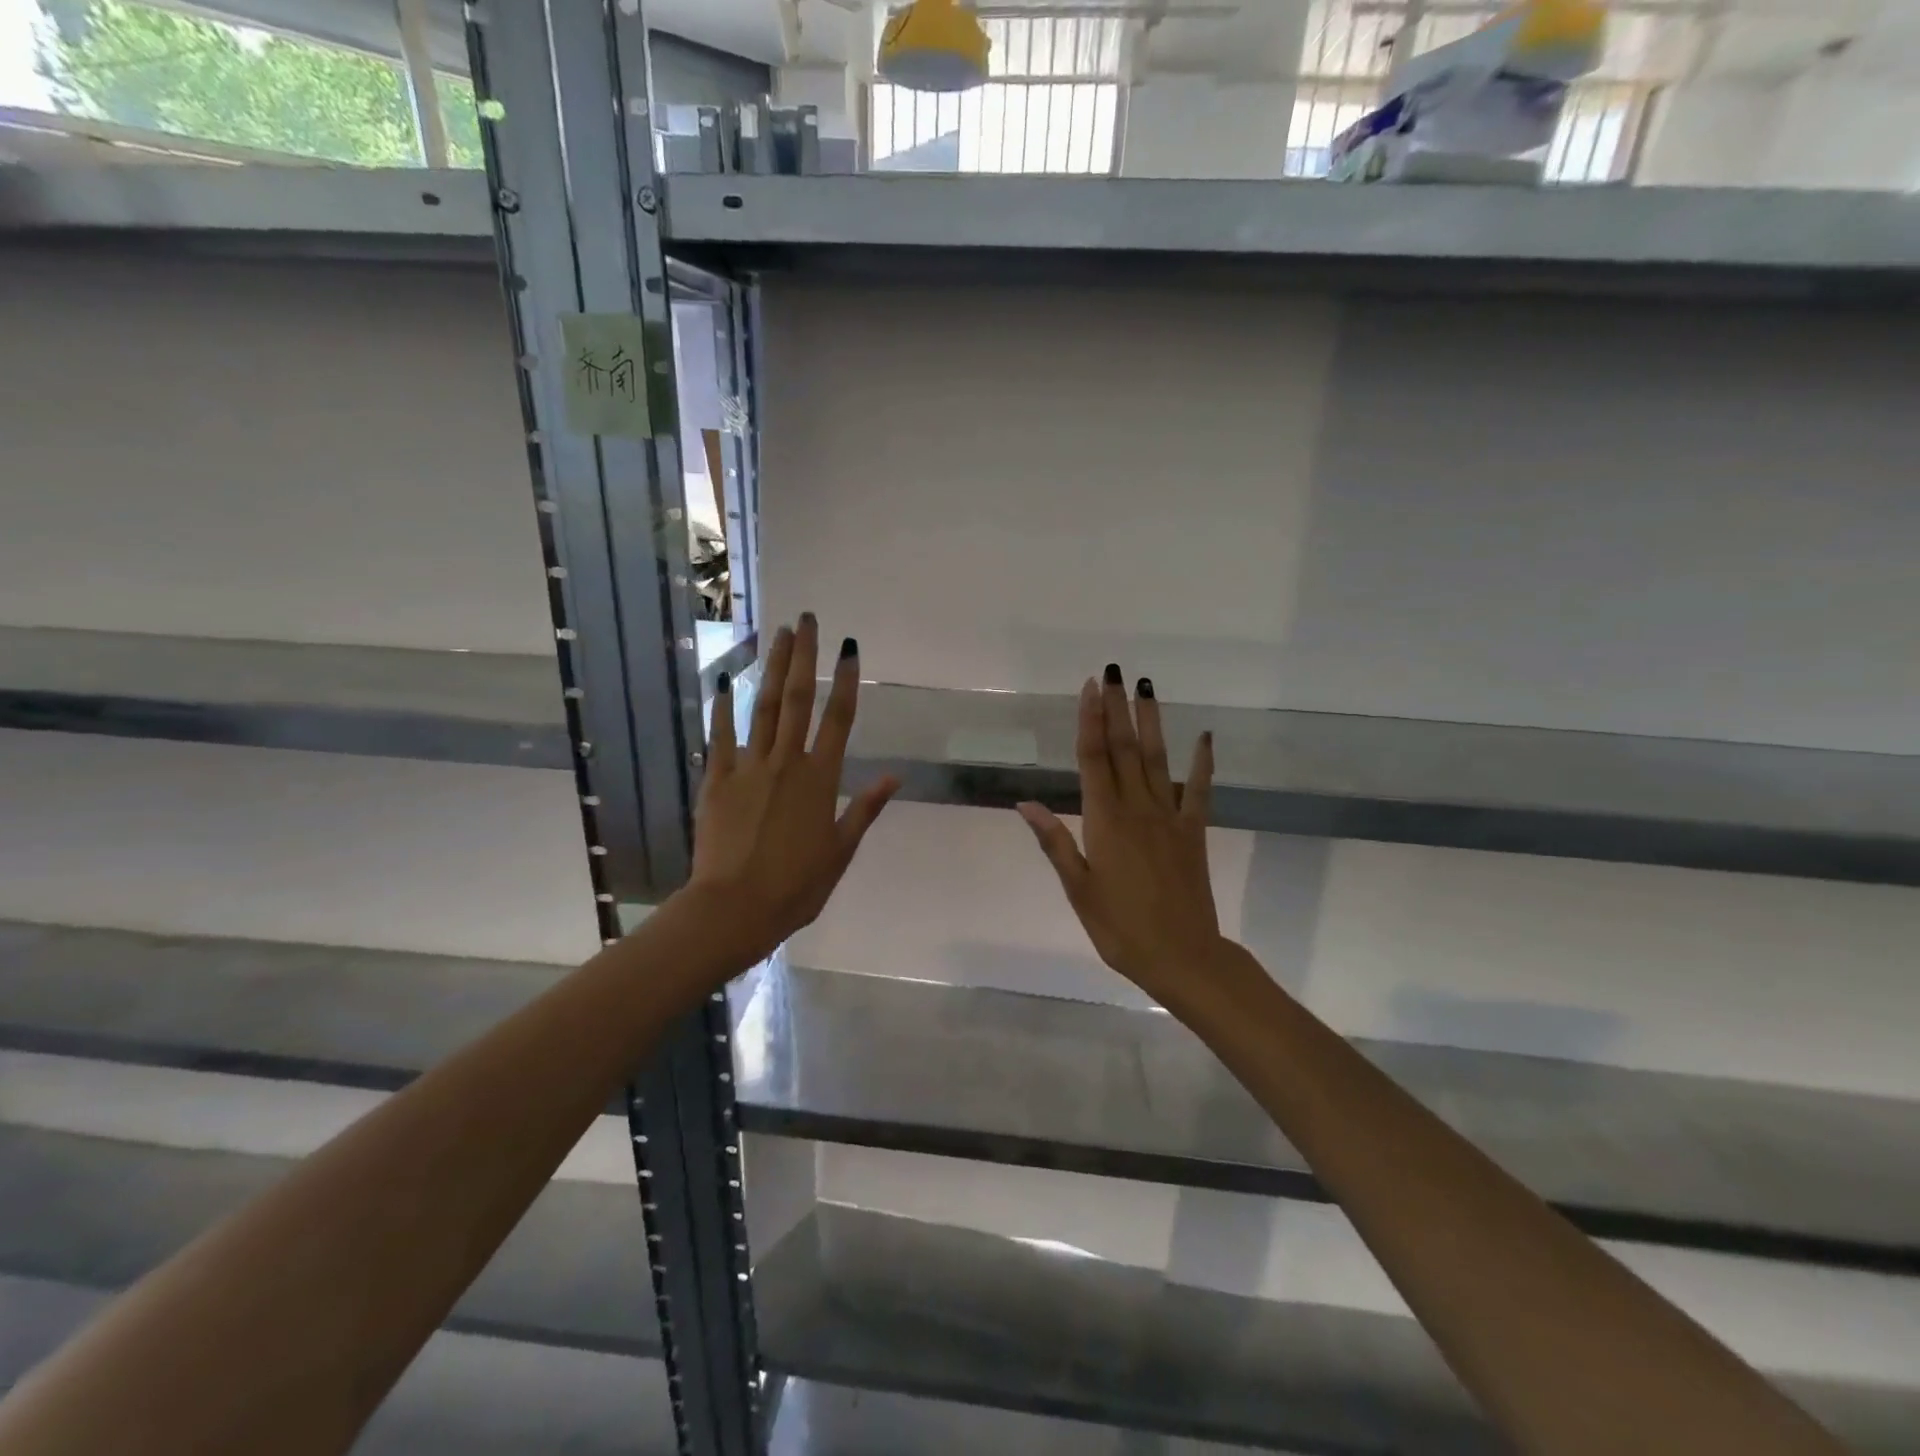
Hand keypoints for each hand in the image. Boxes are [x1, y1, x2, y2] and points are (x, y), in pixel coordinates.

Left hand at [685, 614, 897, 967]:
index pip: (839, 719)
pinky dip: (722, 708)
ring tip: (777, 634)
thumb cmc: (796, 886)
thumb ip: (864, 809)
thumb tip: (895, 776)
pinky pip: (721, 736)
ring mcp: (748, 767)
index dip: (846, 681)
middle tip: (807, 620)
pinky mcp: (717, 779)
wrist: (734, 909)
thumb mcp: (840, 851)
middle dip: (804, 657)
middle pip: (797, 699)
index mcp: (821, 779)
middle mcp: (787, 762)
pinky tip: (723, 682)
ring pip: (762, 708)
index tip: (849, 648)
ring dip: (771, 668)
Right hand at [1018, 666, 1227, 1014]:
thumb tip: (1026, 803)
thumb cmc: (1120, 928)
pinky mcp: (1194, 832)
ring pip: (1157, 760)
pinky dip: (1203, 763)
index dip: (1091, 721)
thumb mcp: (1078, 889)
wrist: (1182, 957)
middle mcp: (1137, 809)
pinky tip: (1204, 737)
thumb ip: (1055, 842)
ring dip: (1151, 722)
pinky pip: (1199, 790)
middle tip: (1113, 672)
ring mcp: (1170, 817)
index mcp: (1104, 821)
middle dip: (1117, 708)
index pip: (1094, 759)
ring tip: (1146, 687)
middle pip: (1124, 749)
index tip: (1090, 688)